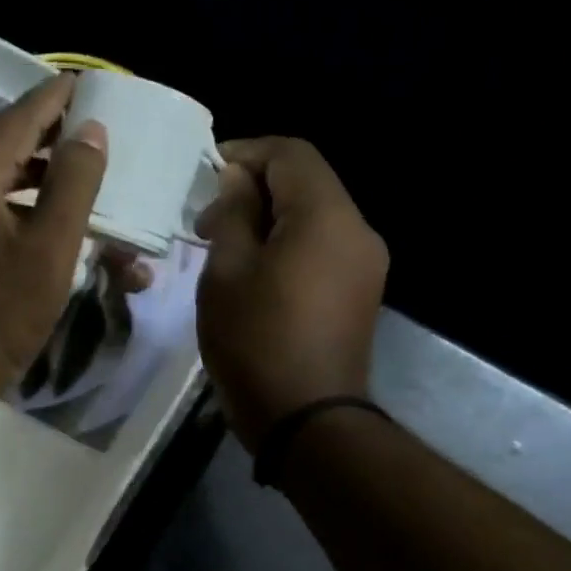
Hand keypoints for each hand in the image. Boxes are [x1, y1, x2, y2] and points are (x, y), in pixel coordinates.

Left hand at [0, 74, 108, 409]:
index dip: (55, 98)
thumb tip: (90, 131)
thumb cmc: (4, 310)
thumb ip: (74, 181)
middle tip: (84, 123)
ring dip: (30, 163)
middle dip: (43, 128)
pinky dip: (12, 191)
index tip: (86, 83)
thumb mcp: (52, 246)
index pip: (17, 117)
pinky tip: (40, 204)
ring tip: (71, 162)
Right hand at [196, 137, 388, 449]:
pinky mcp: (360, 292)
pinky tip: (254, 272)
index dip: (246, 152)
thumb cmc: (256, 341)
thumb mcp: (227, 272)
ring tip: (225, 248)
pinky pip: (322, 247)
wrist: (306, 418)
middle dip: (254, 189)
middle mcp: (358, 230)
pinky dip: (288, 244)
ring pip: (314, 217)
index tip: (206, 172)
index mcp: (326, 216)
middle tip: (207, 220)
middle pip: (307, 183)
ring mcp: (365, 263)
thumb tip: (238, 178)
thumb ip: (234, 213)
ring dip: (269, 218)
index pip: (291, 154)